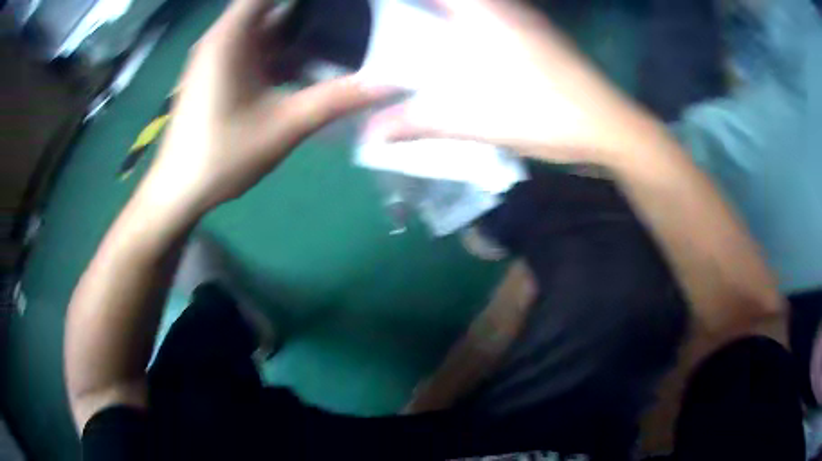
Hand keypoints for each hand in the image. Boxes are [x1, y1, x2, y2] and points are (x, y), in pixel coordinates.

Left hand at [140, 0, 392, 217]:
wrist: (179, 191)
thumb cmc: (222, 156)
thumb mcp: (284, 126)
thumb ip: (337, 99)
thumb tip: (389, 83)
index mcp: (231, 37)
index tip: (343, 3)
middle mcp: (222, 37)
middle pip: (270, 6)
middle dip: (312, 10)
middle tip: (352, 17)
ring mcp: (219, 56)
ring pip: (265, 28)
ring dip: (299, 31)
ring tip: (341, 34)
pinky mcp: (220, 73)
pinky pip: (256, 49)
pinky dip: (282, 50)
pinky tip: (310, 64)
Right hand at [369, 0, 649, 164]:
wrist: (608, 127)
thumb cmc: (545, 114)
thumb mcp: (475, 120)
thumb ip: (418, 122)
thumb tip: (370, 134)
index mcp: (483, 14)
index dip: (404, 4)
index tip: (386, 10)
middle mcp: (504, 8)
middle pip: (457, 2)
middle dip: (427, 11)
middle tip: (396, 21)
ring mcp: (524, 20)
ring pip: (479, 8)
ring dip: (450, 15)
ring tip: (423, 33)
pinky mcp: (538, 37)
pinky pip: (496, 18)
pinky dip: (472, 25)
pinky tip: (463, 47)